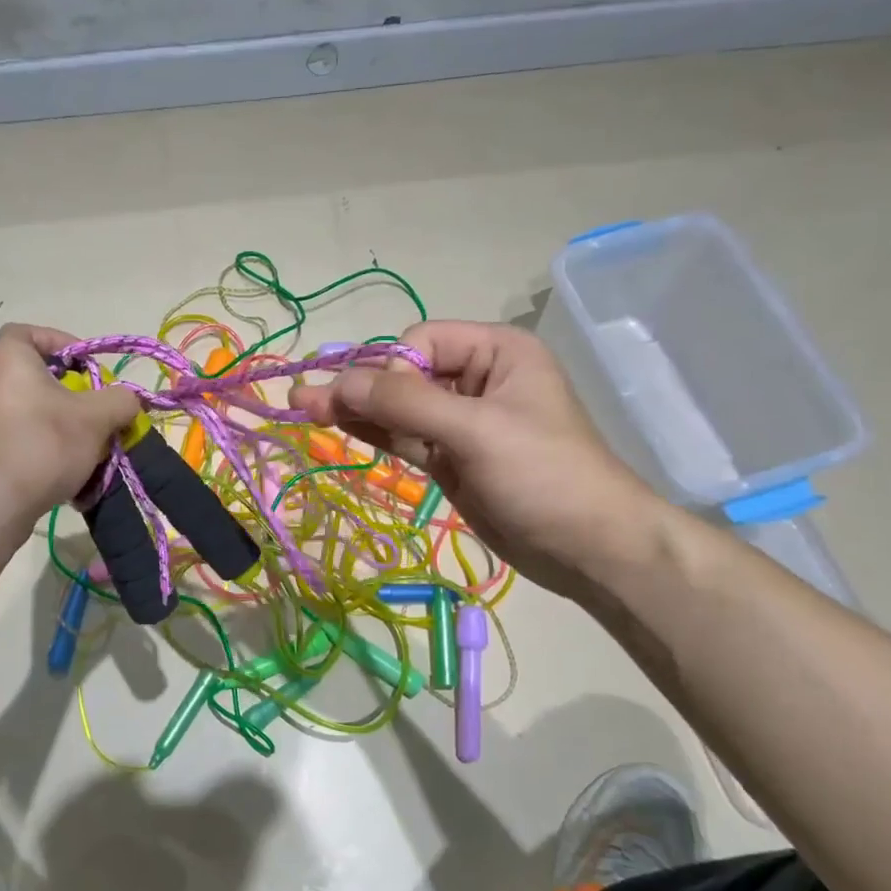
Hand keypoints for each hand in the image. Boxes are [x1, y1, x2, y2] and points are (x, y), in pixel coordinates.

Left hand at [0, 325, 141, 512]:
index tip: (89, 369)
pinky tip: (55, 467)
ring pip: (21, 405)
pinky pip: (9, 433)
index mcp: (6, 356)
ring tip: (77, 441)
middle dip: (63, 388)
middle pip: (29, 372)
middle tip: (88, 407)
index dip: (65, 345)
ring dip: (50, 418)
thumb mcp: (98, 418)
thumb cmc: (44, 444)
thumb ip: (120, 400)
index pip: (33, 333)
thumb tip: (128, 400)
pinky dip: (33, 441)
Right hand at [288, 321, 664, 597]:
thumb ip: (407, 404)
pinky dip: (372, 433)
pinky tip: (336, 426)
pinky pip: (403, 437)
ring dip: (355, 410)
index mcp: (497, 352)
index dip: (394, 370)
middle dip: (359, 388)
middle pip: (403, 374)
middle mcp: (477, 379)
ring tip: (303, 409)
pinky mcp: (450, 459)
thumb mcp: (477, 430)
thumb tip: (339, 381)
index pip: (422, 341)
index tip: (388, 409)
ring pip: (397, 408)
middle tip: (302, 401)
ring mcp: (460, 422)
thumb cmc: (545, 475)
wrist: (588, 548)